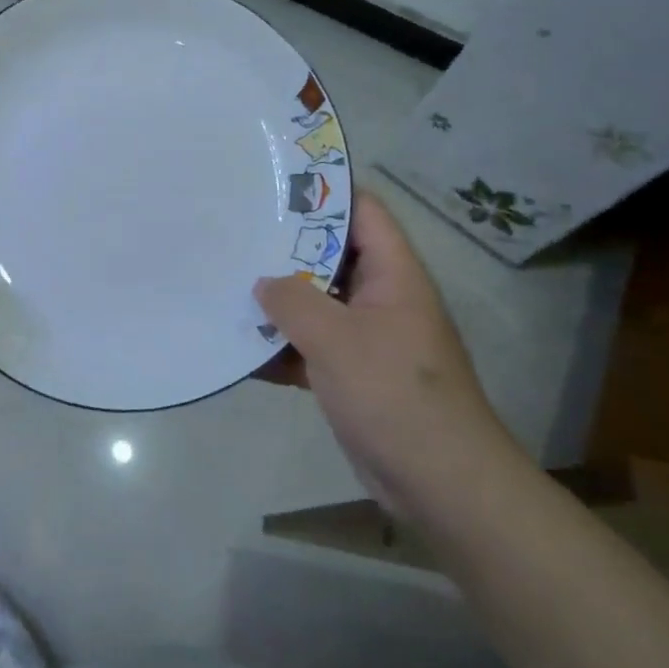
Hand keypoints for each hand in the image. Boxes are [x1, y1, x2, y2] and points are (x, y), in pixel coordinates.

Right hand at [255, 190, 522, 514]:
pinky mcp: (354, 374)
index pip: (363, 212)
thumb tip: (262, 283)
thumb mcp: (337, 340)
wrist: (441, 485)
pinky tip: (239, 347)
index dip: (325, 191)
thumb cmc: (395, 395)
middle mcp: (382, 298)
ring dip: (278, 301)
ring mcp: (367, 337)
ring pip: (317, 303)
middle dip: (285, 247)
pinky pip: (311, 346)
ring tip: (227, 282)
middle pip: (331, 255)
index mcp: (393, 275)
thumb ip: (293, 302)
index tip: (276, 182)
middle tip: (237, 231)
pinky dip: (282, 346)